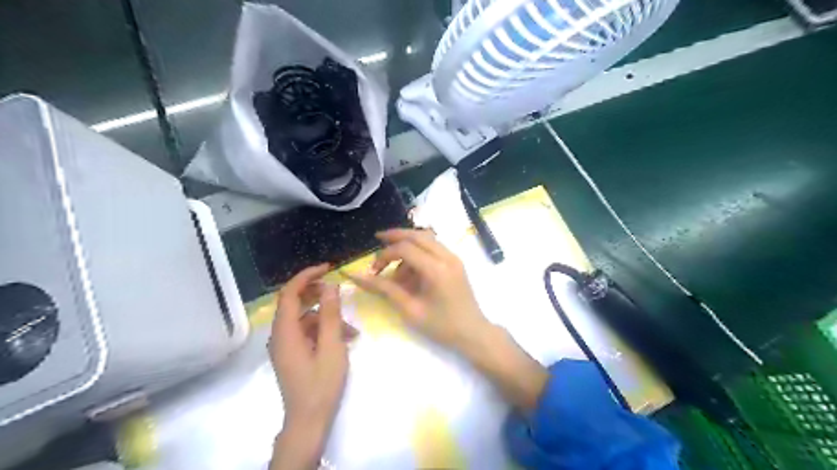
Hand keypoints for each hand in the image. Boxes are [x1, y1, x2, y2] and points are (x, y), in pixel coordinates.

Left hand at [269, 266, 349, 468]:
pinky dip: (323, 330)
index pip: (290, 292)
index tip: (328, 268)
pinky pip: (307, 332)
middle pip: (295, 303)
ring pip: (304, 318)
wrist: (308, 420)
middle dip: (318, 293)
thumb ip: (330, 315)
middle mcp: (280, 335)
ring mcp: (286, 345)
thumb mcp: (332, 346)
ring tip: (351, 327)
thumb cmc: (321, 383)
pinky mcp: (293, 354)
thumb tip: (330, 286)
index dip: (307, 276)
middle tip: (340, 290)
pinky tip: (345, 338)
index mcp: (285, 331)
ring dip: (326, 316)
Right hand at [347, 228, 492, 352]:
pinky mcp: (456, 262)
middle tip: (378, 239)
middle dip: (395, 236)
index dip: (385, 255)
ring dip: (408, 244)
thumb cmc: (441, 326)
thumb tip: (356, 276)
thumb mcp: (409, 309)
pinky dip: (420, 251)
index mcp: (436, 269)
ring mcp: (454, 258)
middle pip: (417, 235)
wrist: (473, 333)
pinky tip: (411, 269)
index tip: (373, 270)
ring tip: (395, 268)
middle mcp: (447, 257)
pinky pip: (434, 247)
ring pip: (427, 238)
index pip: (405, 248)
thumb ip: (384, 289)